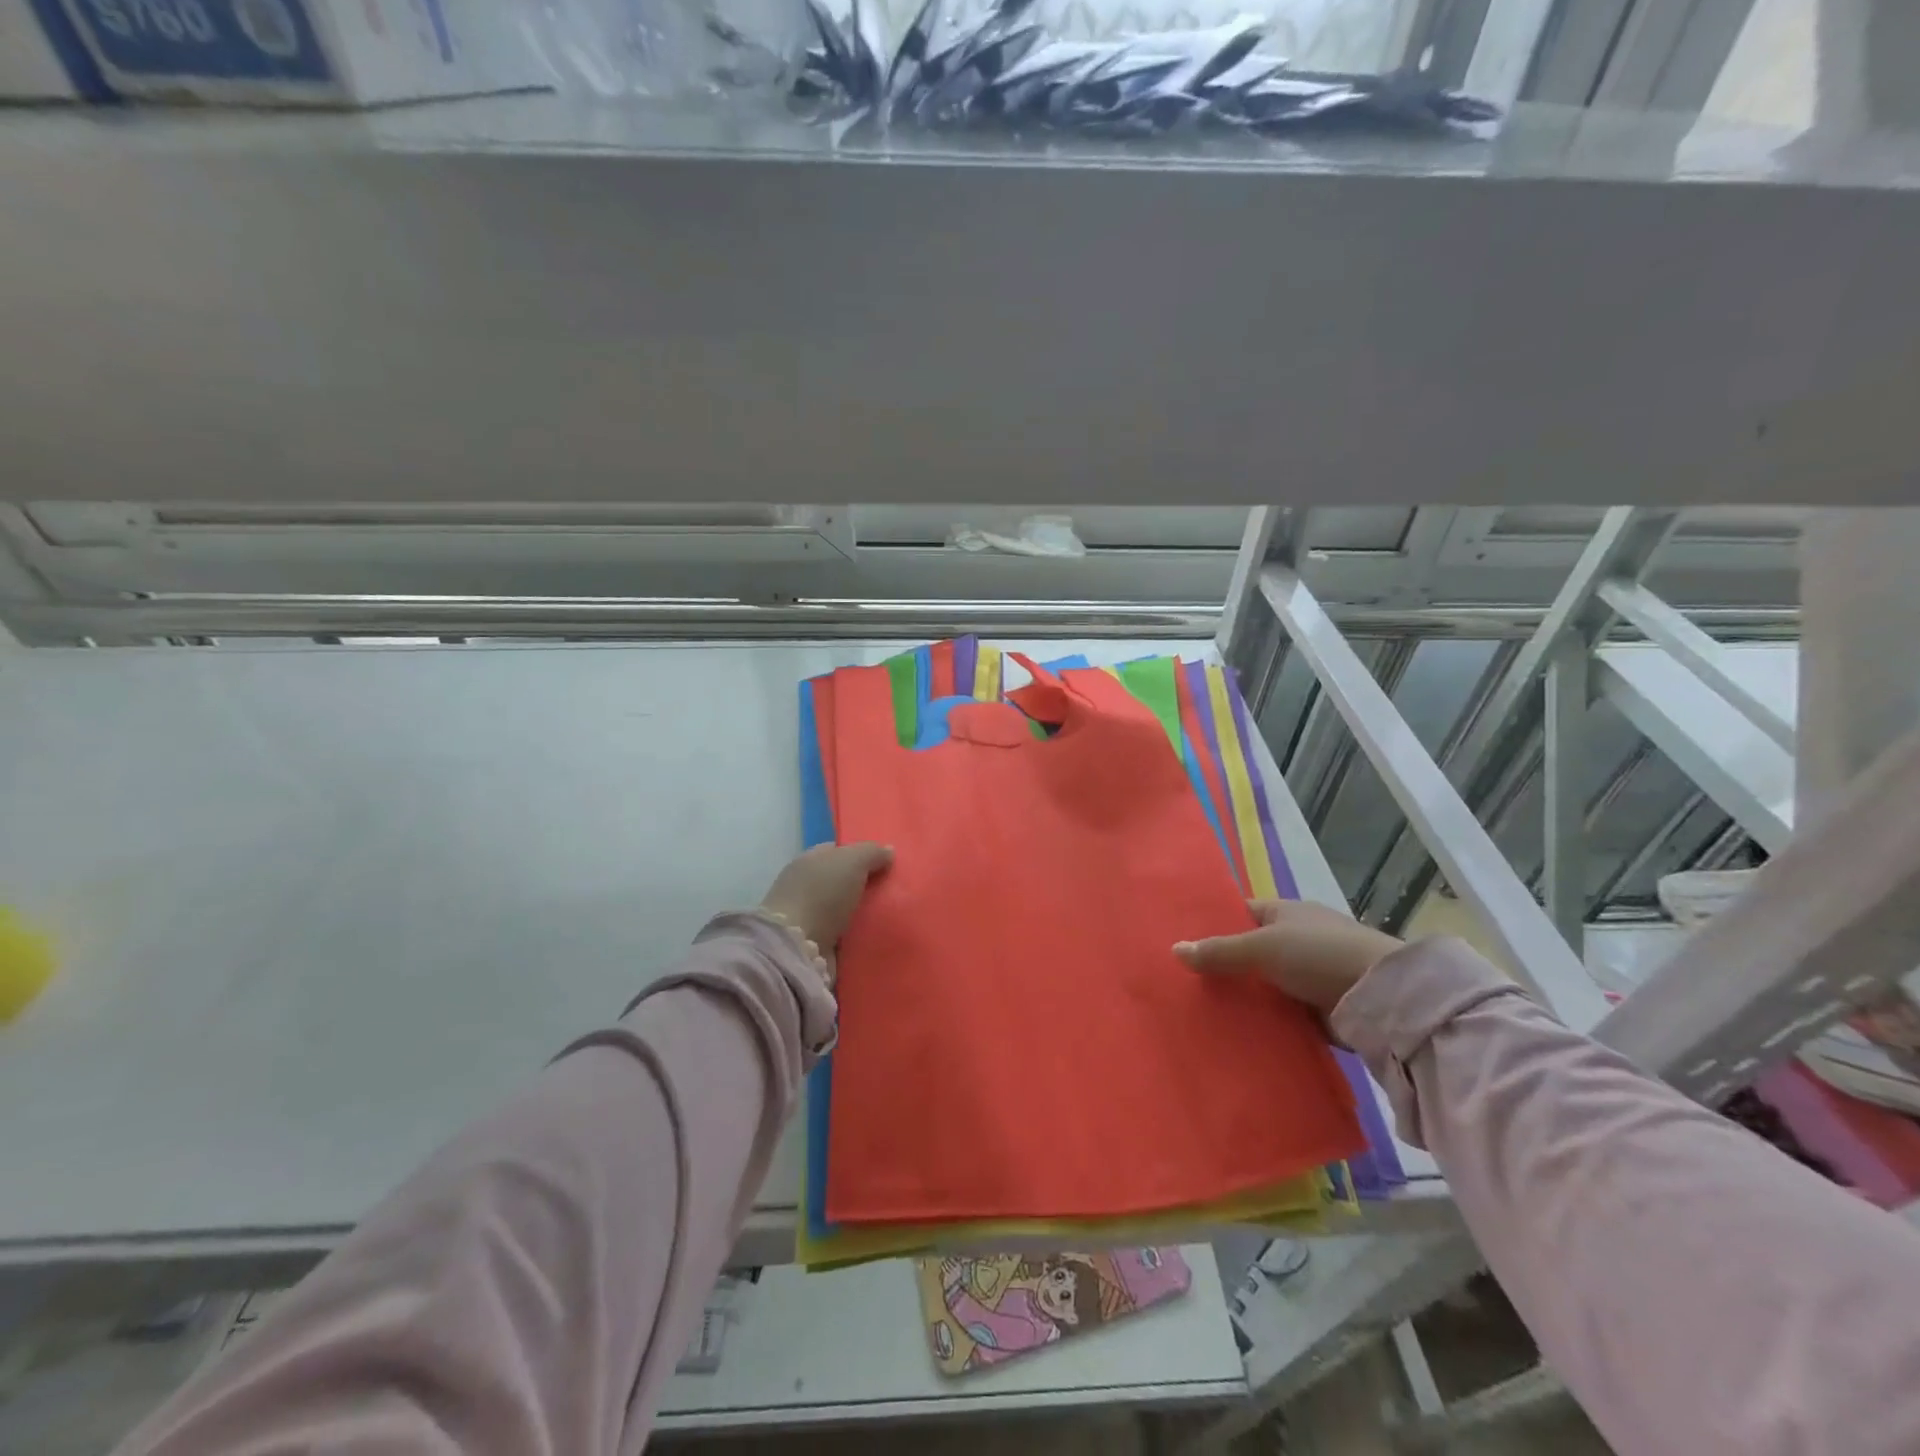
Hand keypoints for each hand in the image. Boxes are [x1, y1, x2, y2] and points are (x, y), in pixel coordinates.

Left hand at [758, 843, 893, 976]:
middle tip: (898, 890)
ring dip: (866, 914)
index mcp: (809, 861)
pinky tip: (882, 936)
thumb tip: (888, 851)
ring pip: (847, 910)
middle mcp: (807, 886)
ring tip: (896, 916)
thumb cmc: (822, 894)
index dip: (862, 854)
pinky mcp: (817, 946)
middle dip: (868, 885)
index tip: (888, 863)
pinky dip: (861, 936)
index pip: (838, 852)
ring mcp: (810, 917)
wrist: (797, 948)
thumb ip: (872, 852)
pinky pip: (847, 936)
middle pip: (844, 881)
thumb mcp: (852, 861)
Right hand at [1173, 899, 1402, 1014]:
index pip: (1240, 915)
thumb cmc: (1319, 955)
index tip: (1182, 945)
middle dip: (1222, 967)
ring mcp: (1309, 976)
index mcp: (1285, 913)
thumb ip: (1220, 951)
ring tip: (1198, 1011)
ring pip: (1263, 985)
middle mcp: (1297, 940)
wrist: (1382, 998)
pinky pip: (1280, 1013)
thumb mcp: (1262, 947)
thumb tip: (1174, 949)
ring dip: (1242, 998)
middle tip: (1183, 984)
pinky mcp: (1318, 1010)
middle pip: (1249, 952)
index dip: (1213, 926)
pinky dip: (1262, 1021)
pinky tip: (1232, 1032)